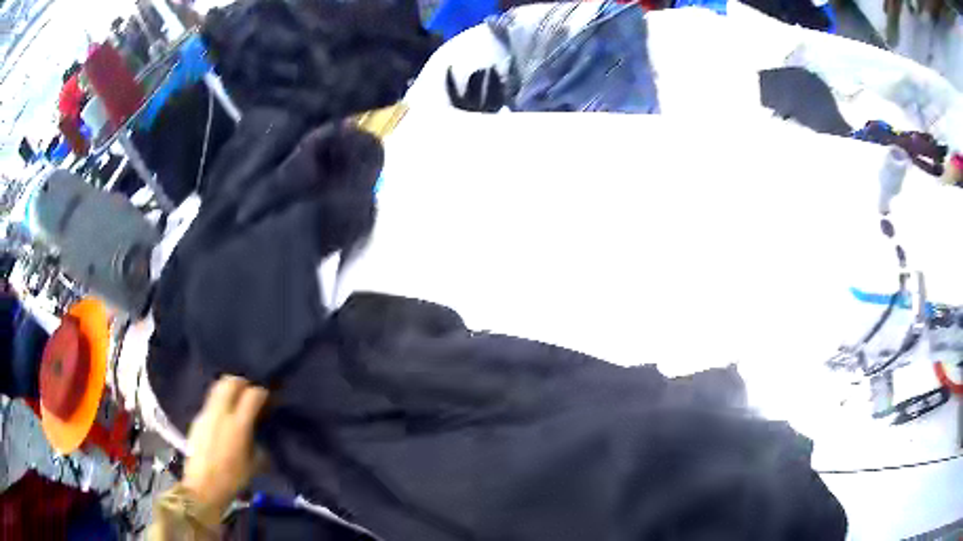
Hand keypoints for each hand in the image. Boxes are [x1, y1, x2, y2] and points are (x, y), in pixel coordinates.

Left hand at [183, 376, 268, 513]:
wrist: (203, 486)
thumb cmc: (232, 479)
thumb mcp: (253, 465)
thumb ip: (259, 445)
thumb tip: (261, 437)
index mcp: (238, 425)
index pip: (252, 395)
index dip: (262, 393)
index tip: (266, 398)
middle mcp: (221, 414)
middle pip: (230, 383)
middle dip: (242, 383)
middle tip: (249, 392)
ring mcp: (206, 414)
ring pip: (217, 388)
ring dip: (228, 390)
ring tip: (235, 401)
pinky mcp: (197, 420)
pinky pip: (210, 403)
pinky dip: (219, 403)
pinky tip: (222, 419)